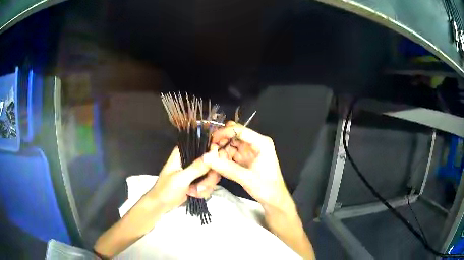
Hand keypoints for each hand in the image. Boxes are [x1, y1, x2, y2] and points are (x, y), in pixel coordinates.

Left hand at [147, 147, 219, 212]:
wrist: (161, 205)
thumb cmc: (166, 190)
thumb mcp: (181, 179)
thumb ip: (197, 167)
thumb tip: (214, 153)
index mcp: (183, 153)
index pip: (203, 145)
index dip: (213, 153)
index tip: (216, 165)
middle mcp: (191, 159)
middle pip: (212, 162)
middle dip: (208, 178)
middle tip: (200, 187)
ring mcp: (195, 171)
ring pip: (212, 174)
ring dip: (205, 186)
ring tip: (193, 192)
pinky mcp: (198, 181)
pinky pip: (209, 183)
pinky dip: (204, 191)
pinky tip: (194, 195)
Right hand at [204, 122, 294, 214]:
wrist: (274, 199)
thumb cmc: (267, 188)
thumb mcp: (246, 178)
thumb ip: (226, 168)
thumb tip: (206, 158)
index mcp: (261, 143)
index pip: (240, 130)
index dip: (224, 133)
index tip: (211, 140)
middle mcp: (256, 144)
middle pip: (234, 136)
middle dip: (221, 142)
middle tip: (210, 151)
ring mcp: (250, 152)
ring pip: (231, 145)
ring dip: (221, 151)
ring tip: (213, 160)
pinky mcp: (246, 159)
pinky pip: (232, 154)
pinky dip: (224, 158)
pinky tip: (218, 164)